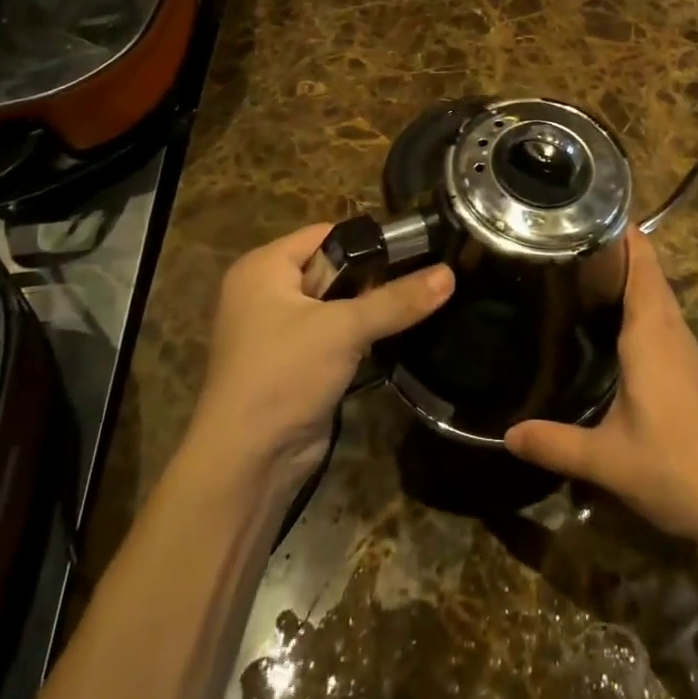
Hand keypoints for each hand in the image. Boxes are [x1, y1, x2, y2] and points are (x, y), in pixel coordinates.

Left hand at [190, 223, 452, 486]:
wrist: (247, 464)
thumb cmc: (284, 375)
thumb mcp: (343, 329)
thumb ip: (396, 300)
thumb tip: (449, 274)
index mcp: (263, 268)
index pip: (324, 234)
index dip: (367, 241)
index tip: (415, 251)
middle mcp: (265, 292)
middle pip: (332, 268)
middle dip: (372, 279)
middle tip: (419, 284)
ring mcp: (278, 331)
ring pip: (335, 306)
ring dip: (368, 311)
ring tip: (415, 309)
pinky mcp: (293, 364)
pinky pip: (333, 336)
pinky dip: (358, 338)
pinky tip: (393, 340)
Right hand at [505, 227, 697, 545]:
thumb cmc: (679, 467)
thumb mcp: (608, 459)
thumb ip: (555, 444)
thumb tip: (506, 435)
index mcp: (650, 332)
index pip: (641, 262)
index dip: (620, 232)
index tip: (586, 212)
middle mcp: (672, 330)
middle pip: (648, 273)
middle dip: (615, 251)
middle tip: (567, 242)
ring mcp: (689, 350)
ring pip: (657, 297)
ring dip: (629, 279)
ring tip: (582, 275)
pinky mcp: (696, 370)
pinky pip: (664, 321)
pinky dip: (640, 307)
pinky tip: (615, 328)